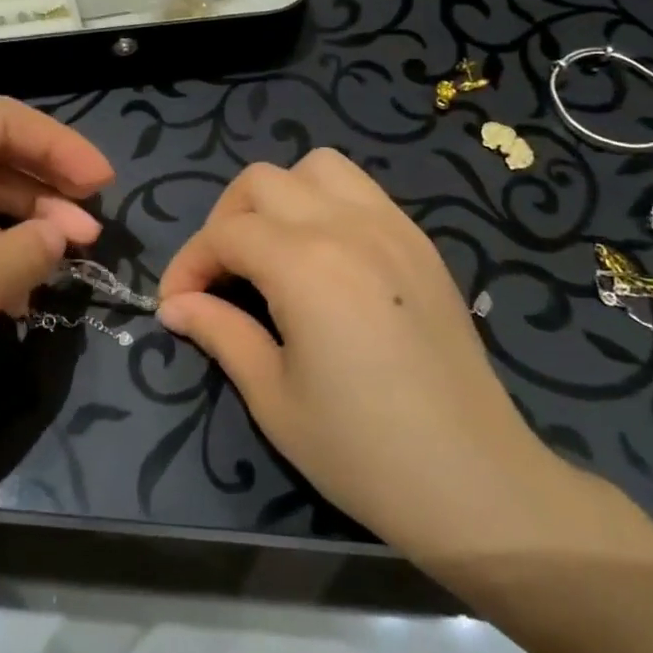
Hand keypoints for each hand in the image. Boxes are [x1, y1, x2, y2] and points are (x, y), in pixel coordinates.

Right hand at [157, 149, 580, 576]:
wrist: (477, 483)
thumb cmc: (362, 451)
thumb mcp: (272, 397)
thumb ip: (219, 332)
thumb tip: (175, 305)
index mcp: (304, 264)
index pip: (224, 234)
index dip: (189, 263)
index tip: (176, 304)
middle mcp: (347, 227)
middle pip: (262, 181)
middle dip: (225, 220)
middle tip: (220, 276)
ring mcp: (392, 228)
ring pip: (317, 168)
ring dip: (280, 197)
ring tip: (272, 251)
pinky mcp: (421, 244)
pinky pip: (361, 191)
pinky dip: (325, 204)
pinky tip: (324, 258)